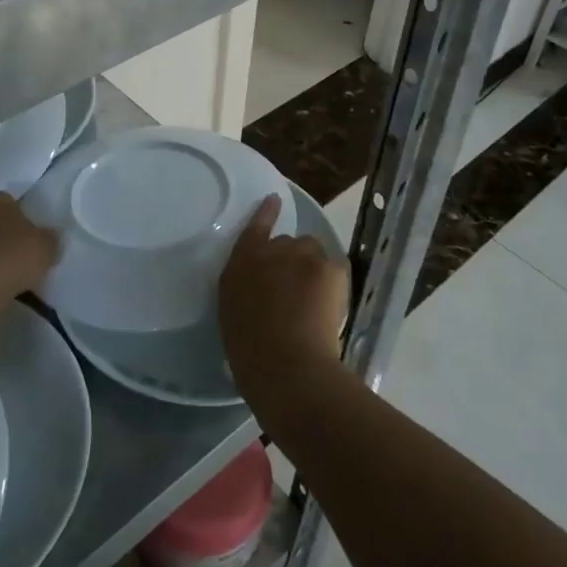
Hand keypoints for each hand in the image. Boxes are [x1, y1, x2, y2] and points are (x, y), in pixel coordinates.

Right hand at [217, 194, 349, 428]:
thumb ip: (245, 288)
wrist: (288, 365)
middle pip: (287, 243)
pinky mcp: (331, 267)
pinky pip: (334, 267)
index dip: (265, 213)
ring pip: (313, 252)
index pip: (254, 228)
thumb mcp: (232, 313)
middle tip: (294, 292)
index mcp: (241, 264)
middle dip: (291, 261)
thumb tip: (261, 286)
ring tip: (314, 299)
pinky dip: (332, 282)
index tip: (274, 200)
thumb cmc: (250, 350)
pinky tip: (329, 305)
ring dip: (313, 267)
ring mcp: (303, 255)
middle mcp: (271, 251)